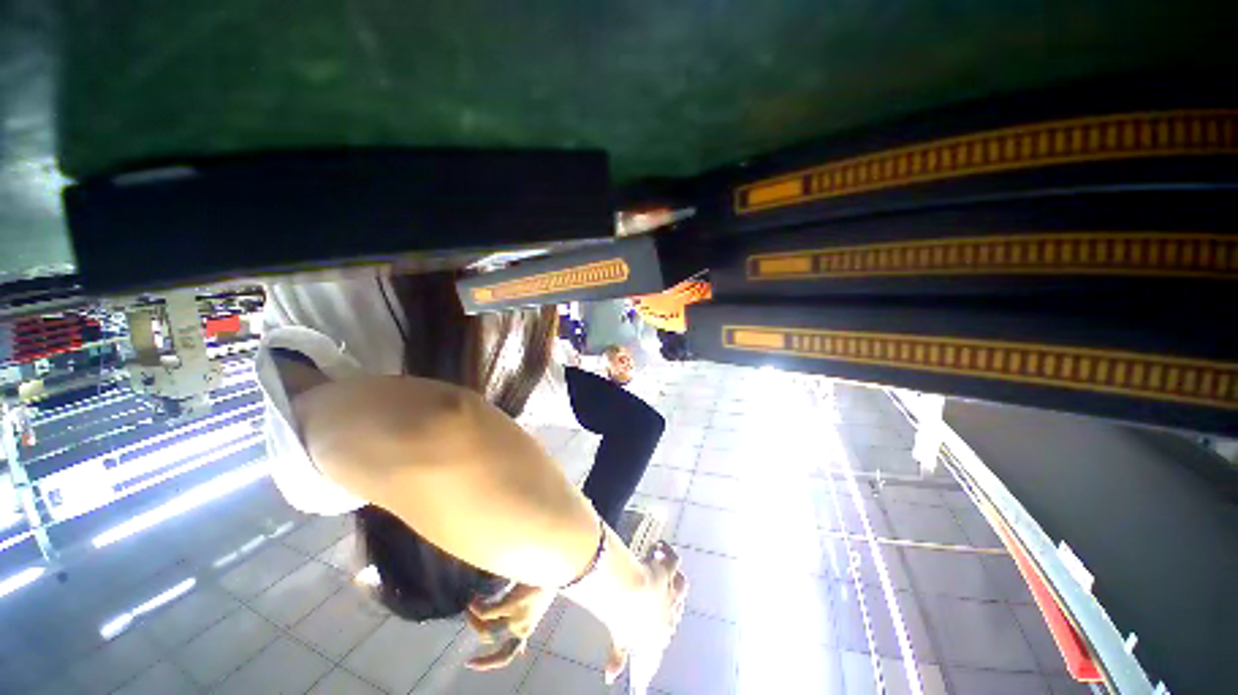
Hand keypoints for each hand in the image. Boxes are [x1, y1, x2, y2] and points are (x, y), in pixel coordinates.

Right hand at [464, 584, 556, 670]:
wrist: (554, 568)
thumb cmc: (542, 588)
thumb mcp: (534, 615)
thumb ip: (525, 632)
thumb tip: (522, 654)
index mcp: (524, 631)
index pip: (505, 657)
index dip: (486, 664)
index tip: (469, 664)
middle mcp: (520, 628)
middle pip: (487, 638)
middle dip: (474, 627)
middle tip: (468, 613)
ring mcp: (517, 617)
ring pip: (485, 628)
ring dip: (473, 618)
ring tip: (470, 602)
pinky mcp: (514, 604)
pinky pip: (487, 613)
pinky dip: (477, 608)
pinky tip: (473, 599)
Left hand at [596, 541, 687, 683]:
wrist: (628, 595)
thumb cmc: (624, 621)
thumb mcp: (620, 640)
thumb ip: (617, 657)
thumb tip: (610, 676)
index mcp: (661, 632)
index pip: (668, 630)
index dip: (664, 620)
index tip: (655, 613)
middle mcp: (671, 612)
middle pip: (678, 604)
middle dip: (671, 595)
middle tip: (660, 585)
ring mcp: (671, 590)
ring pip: (682, 582)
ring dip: (673, 574)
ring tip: (661, 564)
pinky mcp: (668, 571)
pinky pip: (674, 559)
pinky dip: (668, 551)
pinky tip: (658, 546)